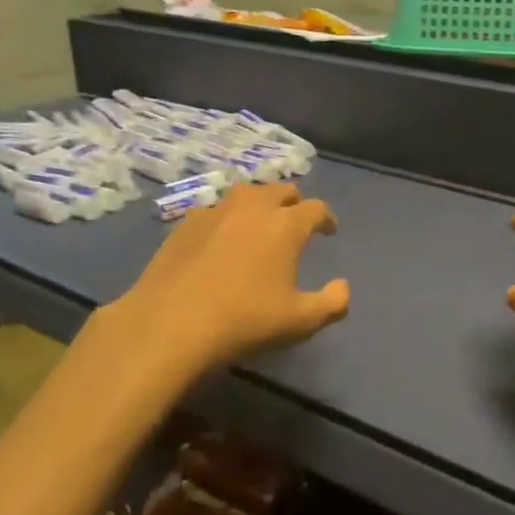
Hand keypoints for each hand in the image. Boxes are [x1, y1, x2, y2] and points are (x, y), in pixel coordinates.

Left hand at [102, 182, 349, 375]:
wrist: (170, 324)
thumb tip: (343, 287)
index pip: (316, 209)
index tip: (329, 231)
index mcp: (286, 225)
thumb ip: (331, 303)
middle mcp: (253, 208)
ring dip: (259, 203)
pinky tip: (220, 238)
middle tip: (295, 221)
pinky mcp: (185, 223)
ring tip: (259, 222)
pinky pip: (214, 209)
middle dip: (294, 202)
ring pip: (246, 193)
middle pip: (281, 190)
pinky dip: (226, 218)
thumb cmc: (244, 321)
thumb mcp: (300, 322)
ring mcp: (216, 211)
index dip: (326, 218)